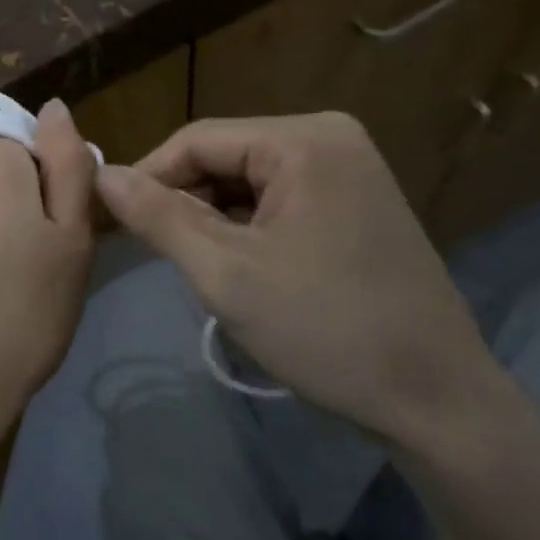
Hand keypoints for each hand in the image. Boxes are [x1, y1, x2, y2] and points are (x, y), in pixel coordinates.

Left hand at [0, 100, 95, 491]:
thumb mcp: (71, 238)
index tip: (61, 234)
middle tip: (39, 268)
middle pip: (0, 172)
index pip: (34, 144)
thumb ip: (67, 163)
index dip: (53, 185)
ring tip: (6, 289)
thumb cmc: (21, 313)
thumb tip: (53, 107)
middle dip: (22, 205)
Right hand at [94, 112, 495, 445]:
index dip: (147, 177)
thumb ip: (157, 216)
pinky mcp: (357, 200)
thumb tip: (101, 173)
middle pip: (224, 155)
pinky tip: (237, 262)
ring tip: (192, 262)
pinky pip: (278, 196)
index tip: (113, 221)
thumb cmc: (325, 330)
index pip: (196, 140)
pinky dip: (246, 225)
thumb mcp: (225, 273)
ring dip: (212, 216)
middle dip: (183, 199)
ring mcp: (350, 168)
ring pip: (247, 178)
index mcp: (304, 140)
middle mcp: (330, 137)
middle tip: (154, 251)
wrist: (438, 403)